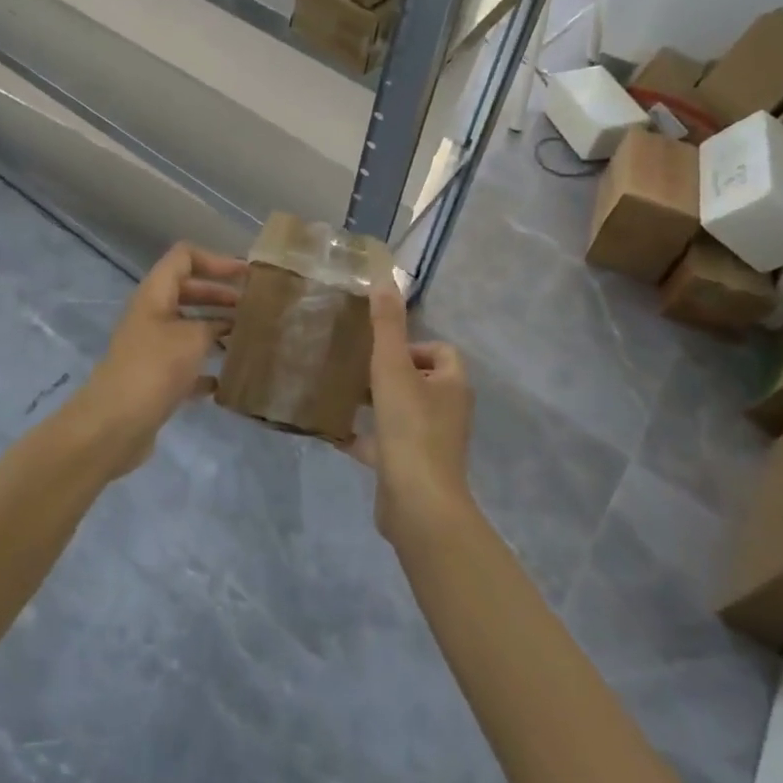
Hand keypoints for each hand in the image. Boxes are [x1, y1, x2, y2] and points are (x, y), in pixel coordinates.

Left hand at [75, 243, 245, 474]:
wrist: (114, 425)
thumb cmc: (154, 369)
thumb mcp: (193, 338)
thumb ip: (216, 324)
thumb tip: (231, 323)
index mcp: (155, 294)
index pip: (184, 257)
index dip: (216, 260)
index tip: (246, 276)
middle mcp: (151, 315)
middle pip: (188, 291)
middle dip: (221, 295)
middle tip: (254, 307)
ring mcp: (151, 347)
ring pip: (188, 327)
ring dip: (216, 330)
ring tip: (248, 339)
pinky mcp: (154, 378)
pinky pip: (185, 363)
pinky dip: (205, 367)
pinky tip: (227, 380)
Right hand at [346, 284, 475, 542]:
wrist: (418, 504)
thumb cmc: (409, 428)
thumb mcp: (392, 368)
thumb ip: (386, 325)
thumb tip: (384, 278)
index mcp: (451, 385)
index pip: (441, 352)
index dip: (412, 345)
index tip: (380, 350)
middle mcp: (446, 411)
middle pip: (419, 380)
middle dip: (387, 372)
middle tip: (354, 367)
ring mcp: (429, 442)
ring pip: (400, 411)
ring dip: (374, 402)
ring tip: (340, 392)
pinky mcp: (409, 467)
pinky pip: (383, 444)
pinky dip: (362, 436)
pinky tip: (332, 430)